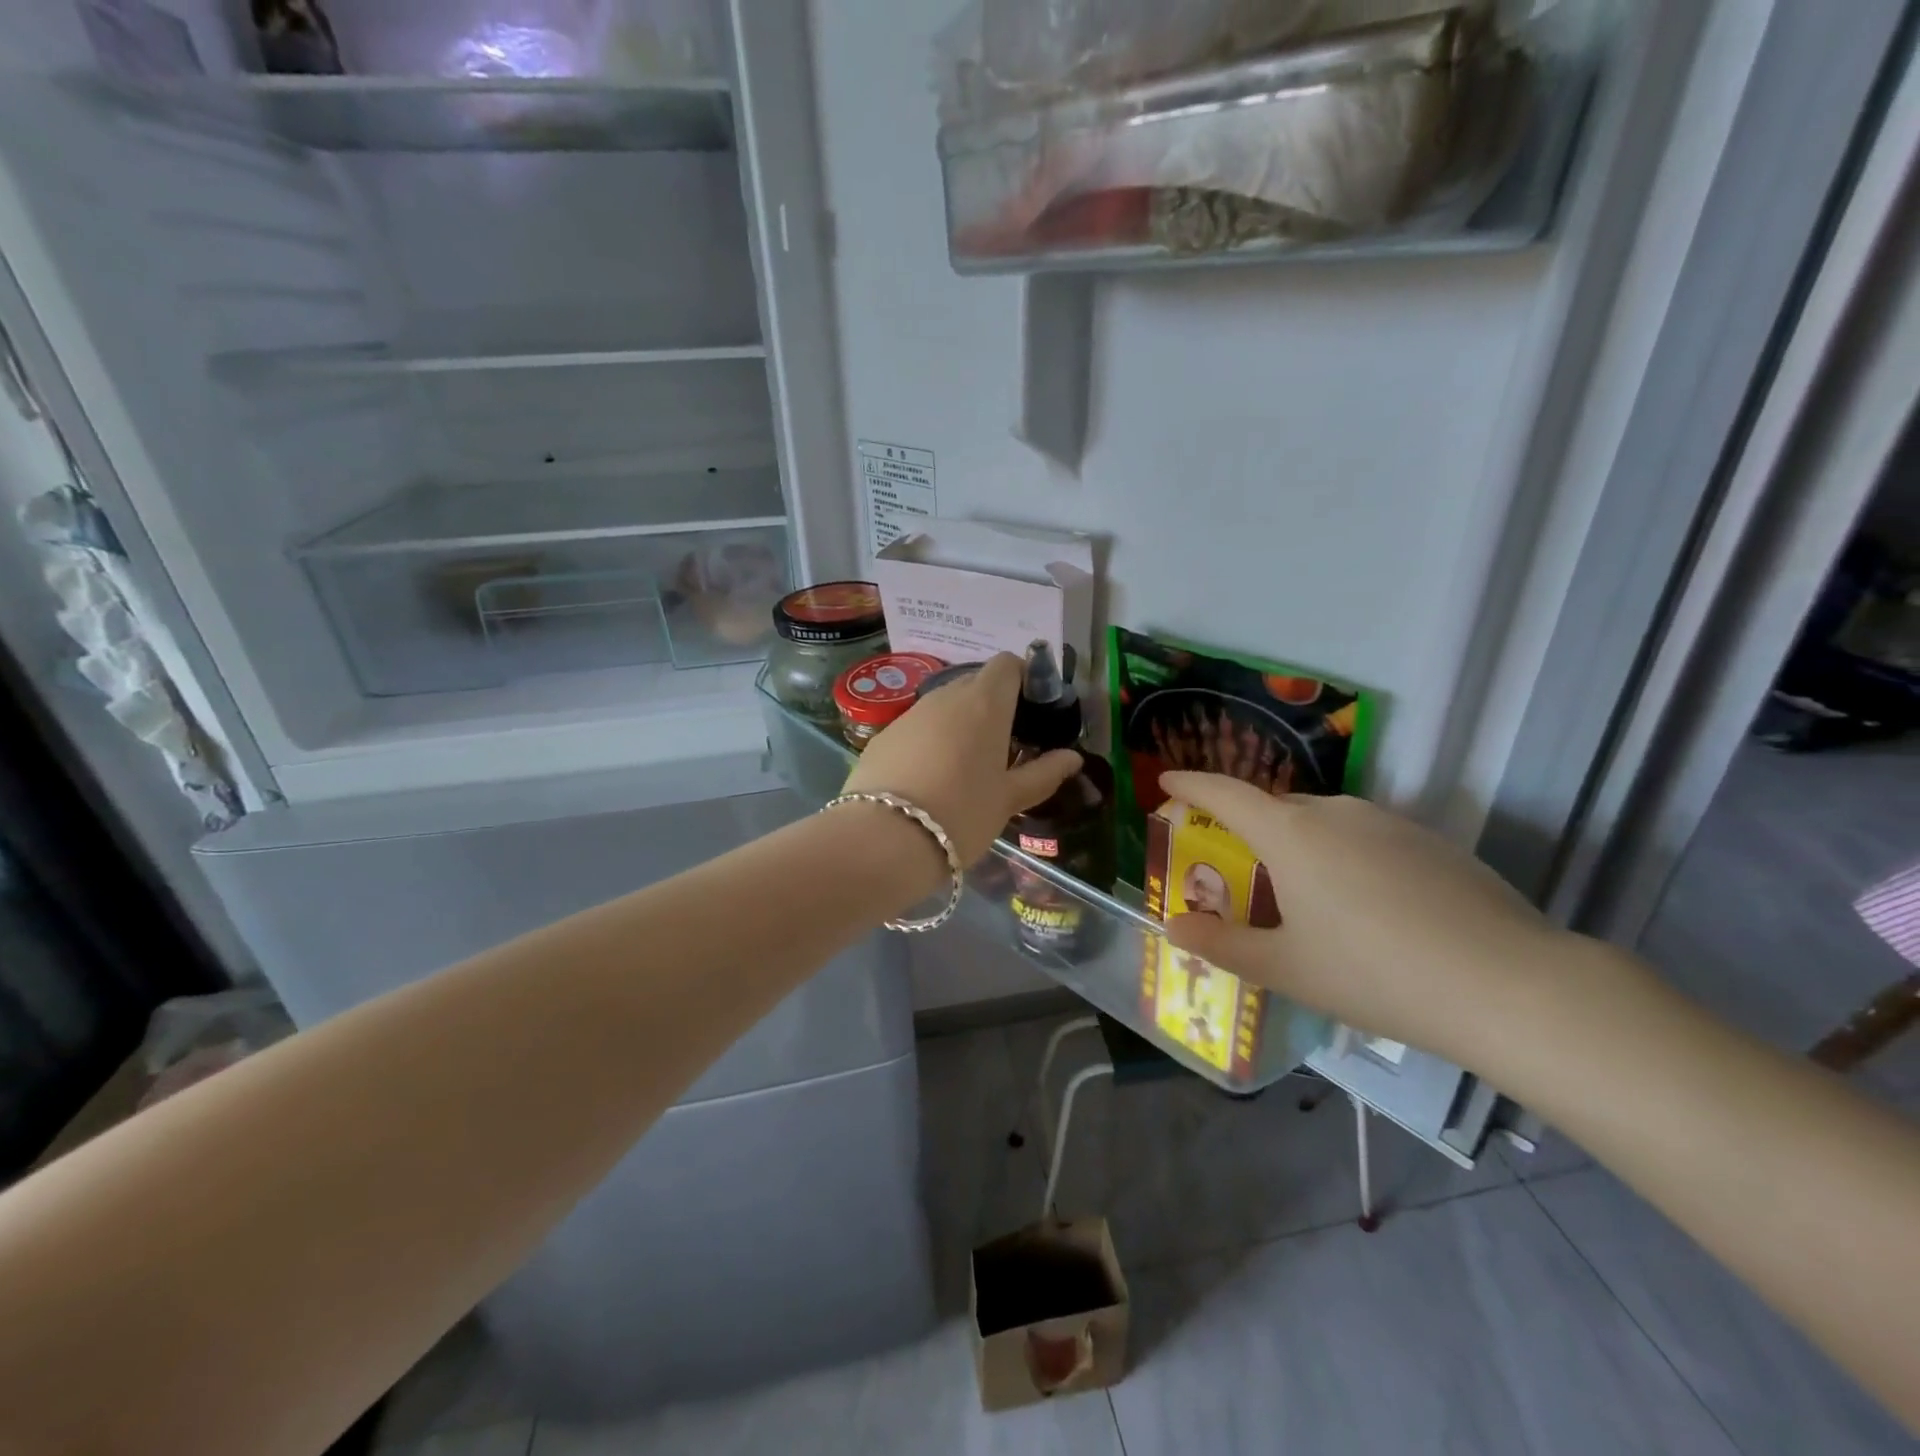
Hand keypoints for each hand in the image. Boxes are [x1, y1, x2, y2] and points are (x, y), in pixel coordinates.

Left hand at [843, 654, 1081, 865]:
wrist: (885, 839)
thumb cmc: (962, 813)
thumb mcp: (1010, 799)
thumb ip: (1044, 773)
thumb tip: (1072, 758)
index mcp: (984, 703)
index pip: (1007, 664)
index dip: (1024, 678)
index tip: (1032, 710)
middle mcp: (945, 697)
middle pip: (975, 684)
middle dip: (993, 705)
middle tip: (1005, 745)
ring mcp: (909, 714)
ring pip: (943, 706)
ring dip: (960, 723)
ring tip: (967, 765)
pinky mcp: (882, 736)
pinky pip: (916, 727)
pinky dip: (930, 741)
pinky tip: (930, 778)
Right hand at [1159, 772, 1573, 1068]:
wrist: (1511, 986)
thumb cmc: (1376, 973)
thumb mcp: (1287, 969)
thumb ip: (1222, 945)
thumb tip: (1175, 926)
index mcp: (1291, 834)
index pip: (1224, 793)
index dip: (1190, 783)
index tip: (1167, 780)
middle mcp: (1336, 812)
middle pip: (1275, 809)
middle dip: (1247, 828)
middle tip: (1238, 867)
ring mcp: (1389, 822)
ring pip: (1324, 823)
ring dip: (1299, 846)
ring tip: (1305, 898)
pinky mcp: (1432, 841)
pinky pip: (1366, 838)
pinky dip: (1345, 858)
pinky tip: (1368, 909)